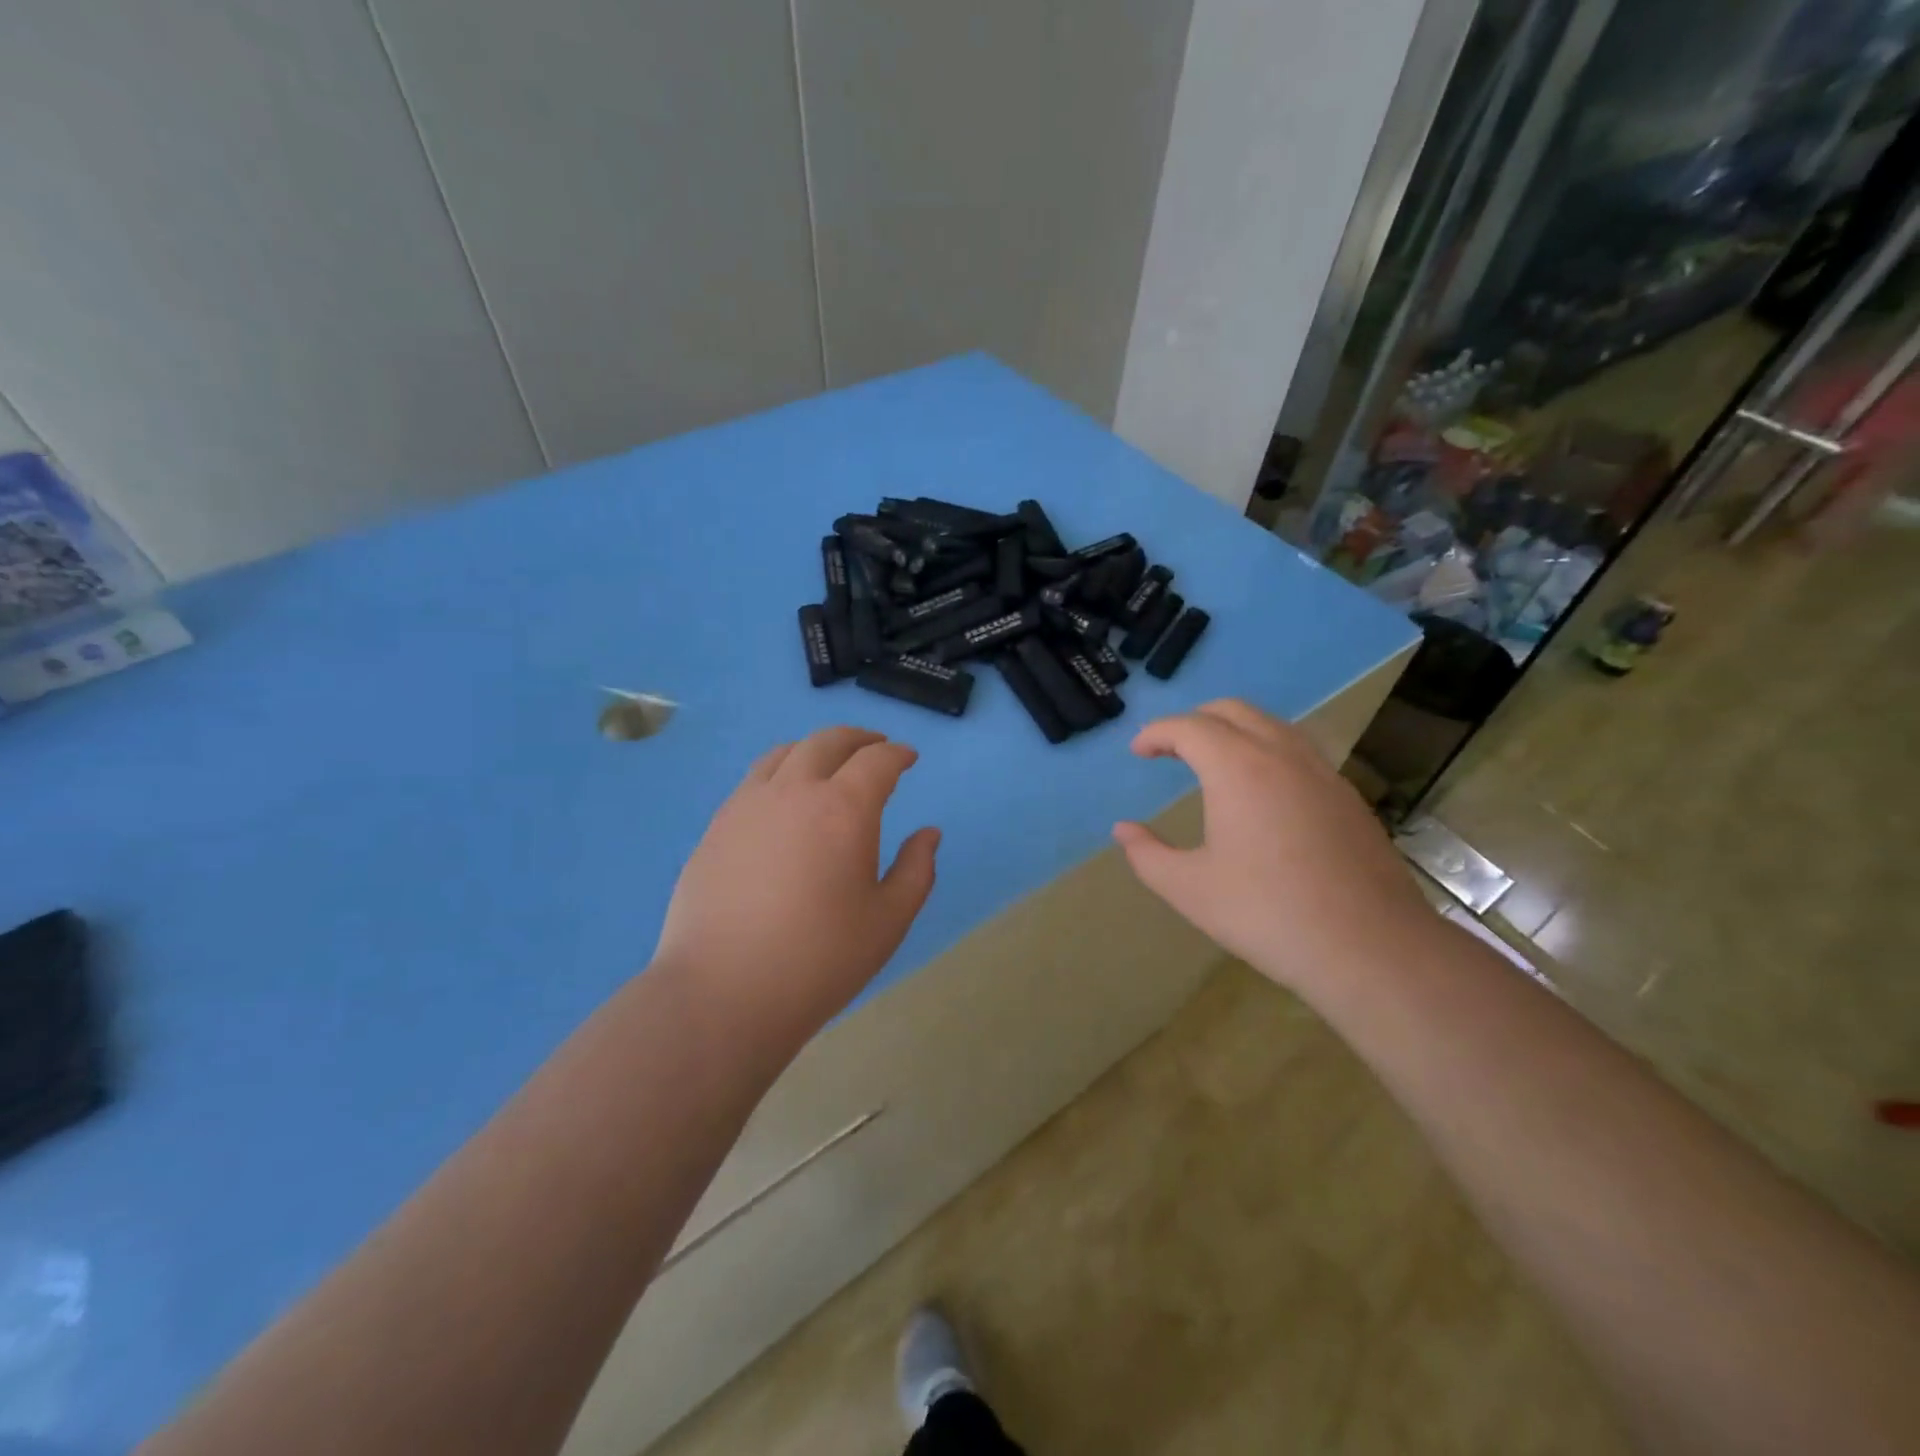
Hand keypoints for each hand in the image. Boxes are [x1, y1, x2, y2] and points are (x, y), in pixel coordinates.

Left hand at [652, 727, 939, 1051]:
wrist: (723, 992)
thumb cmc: (820, 960)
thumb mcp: (889, 921)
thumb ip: (917, 870)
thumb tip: (929, 834)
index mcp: (844, 809)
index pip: (877, 761)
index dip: (898, 754)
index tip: (908, 758)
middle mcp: (794, 791)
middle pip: (827, 741)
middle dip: (858, 738)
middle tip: (875, 747)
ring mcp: (747, 805)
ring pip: (784, 753)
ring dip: (815, 748)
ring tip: (828, 763)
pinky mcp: (716, 826)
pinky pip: (754, 780)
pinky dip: (780, 771)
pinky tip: (783, 799)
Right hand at [1112, 700, 1431, 995]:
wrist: (1370, 947)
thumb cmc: (1267, 914)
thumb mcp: (1189, 889)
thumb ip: (1147, 855)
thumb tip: (1124, 830)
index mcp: (1238, 768)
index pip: (1189, 727)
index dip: (1156, 733)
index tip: (1138, 752)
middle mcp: (1281, 755)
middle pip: (1233, 711)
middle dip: (1194, 721)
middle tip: (1170, 749)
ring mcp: (1322, 773)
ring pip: (1272, 726)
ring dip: (1234, 731)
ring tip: (1213, 763)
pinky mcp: (1347, 796)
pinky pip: (1298, 752)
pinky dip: (1266, 752)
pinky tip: (1262, 793)